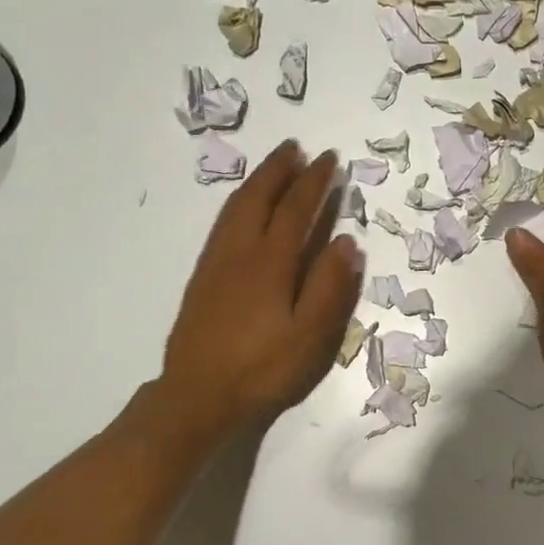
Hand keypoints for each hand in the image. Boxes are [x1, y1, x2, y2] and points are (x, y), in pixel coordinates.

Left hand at [157, 142, 364, 445]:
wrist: (197, 396)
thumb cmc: (262, 368)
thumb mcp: (309, 335)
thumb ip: (329, 285)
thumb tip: (346, 240)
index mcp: (269, 262)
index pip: (294, 209)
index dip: (314, 182)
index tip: (329, 159)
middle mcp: (239, 252)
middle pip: (258, 197)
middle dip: (279, 169)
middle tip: (296, 148)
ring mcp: (215, 263)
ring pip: (235, 207)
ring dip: (257, 181)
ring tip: (273, 166)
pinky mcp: (202, 277)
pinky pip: (222, 223)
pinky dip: (239, 202)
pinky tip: (244, 208)